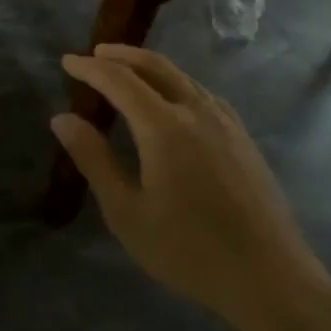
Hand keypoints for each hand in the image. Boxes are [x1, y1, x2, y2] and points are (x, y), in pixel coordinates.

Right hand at [51, 45, 330, 330]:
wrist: (268, 275)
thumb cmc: (188, 249)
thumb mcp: (127, 212)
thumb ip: (94, 160)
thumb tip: (62, 119)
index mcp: (164, 126)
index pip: (120, 80)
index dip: (91, 68)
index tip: (67, 61)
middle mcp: (196, 111)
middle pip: (155, 67)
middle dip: (122, 55)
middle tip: (95, 55)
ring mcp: (225, 121)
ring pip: (182, 77)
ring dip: (150, 66)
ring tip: (128, 71)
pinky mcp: (242, 137)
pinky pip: (202, 93)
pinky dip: (177, 82)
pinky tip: (174, 99)